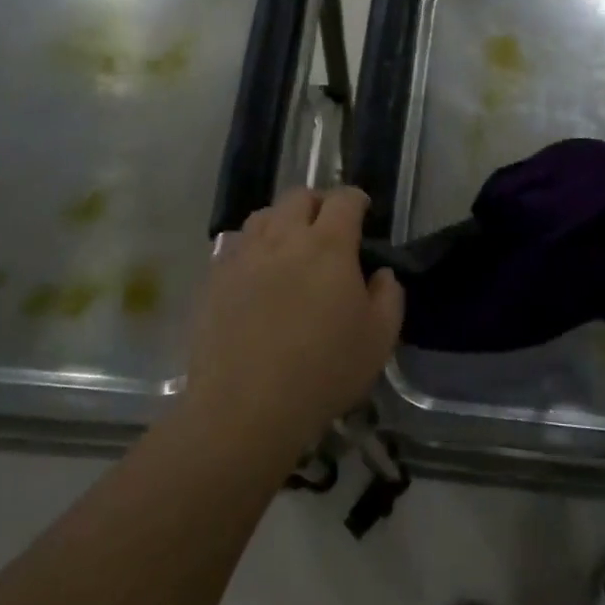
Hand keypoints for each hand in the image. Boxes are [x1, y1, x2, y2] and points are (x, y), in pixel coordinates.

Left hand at [185, 187, 402, 454]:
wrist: (246, 408)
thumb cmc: (323, 372)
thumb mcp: (379, 340)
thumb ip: (389, 296)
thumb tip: (380, 273)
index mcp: (328, 245)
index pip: (344, 199)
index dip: (356, 199)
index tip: (363, 211)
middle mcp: (284, 238)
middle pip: (299, 196)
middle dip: (318, 202)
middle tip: (328, 225)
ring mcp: (244, 256)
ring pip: (263, 215)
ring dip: (282, 220)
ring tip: (289, 245)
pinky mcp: (215, 278)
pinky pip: (235, 245)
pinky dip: (252, 247)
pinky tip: (257, 272)